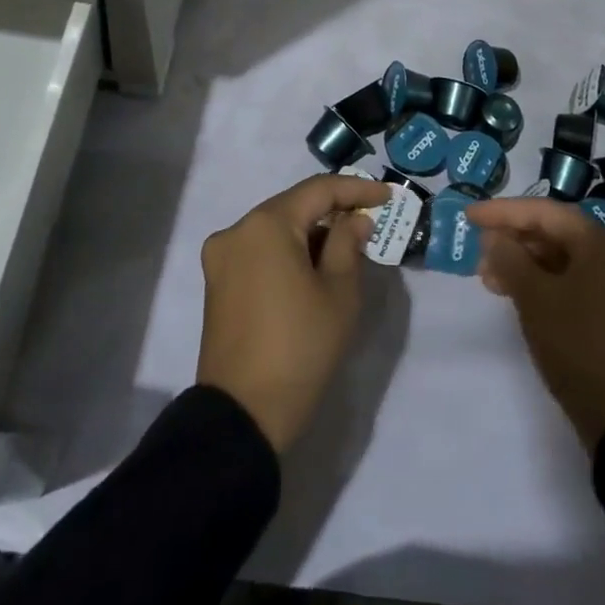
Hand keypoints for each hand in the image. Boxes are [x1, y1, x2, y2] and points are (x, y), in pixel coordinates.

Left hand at [197, 174, 392, 451]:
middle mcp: (237, 229)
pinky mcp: (217, 281)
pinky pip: (259, 250)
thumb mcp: (338, 294)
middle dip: (332, 211)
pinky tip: (313, 267)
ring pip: (276, 228)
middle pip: (293, 206)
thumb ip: (348, 244)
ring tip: (346, 247)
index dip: (356, 189)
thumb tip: (354, 220)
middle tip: (369, 220)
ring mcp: (221, 256)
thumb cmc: (300, 348)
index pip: (318, 191)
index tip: (387, 195)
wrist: (243, 415)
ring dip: (310, 232)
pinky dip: (288, 251)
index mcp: (266, 224)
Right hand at [466, 198, 604, 451]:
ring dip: (525, 265)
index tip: (469, 216)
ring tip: (490, 279)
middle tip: (478, 254)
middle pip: (555, 233)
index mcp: (601, 242)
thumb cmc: (579, 345)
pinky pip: (575, 282)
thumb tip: (494, 237)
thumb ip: (509, 258)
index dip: (502, 212)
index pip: (543, 213)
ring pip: (563, 260)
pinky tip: (519, 295)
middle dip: (513, 241)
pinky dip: (545, 283)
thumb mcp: (535, 298)